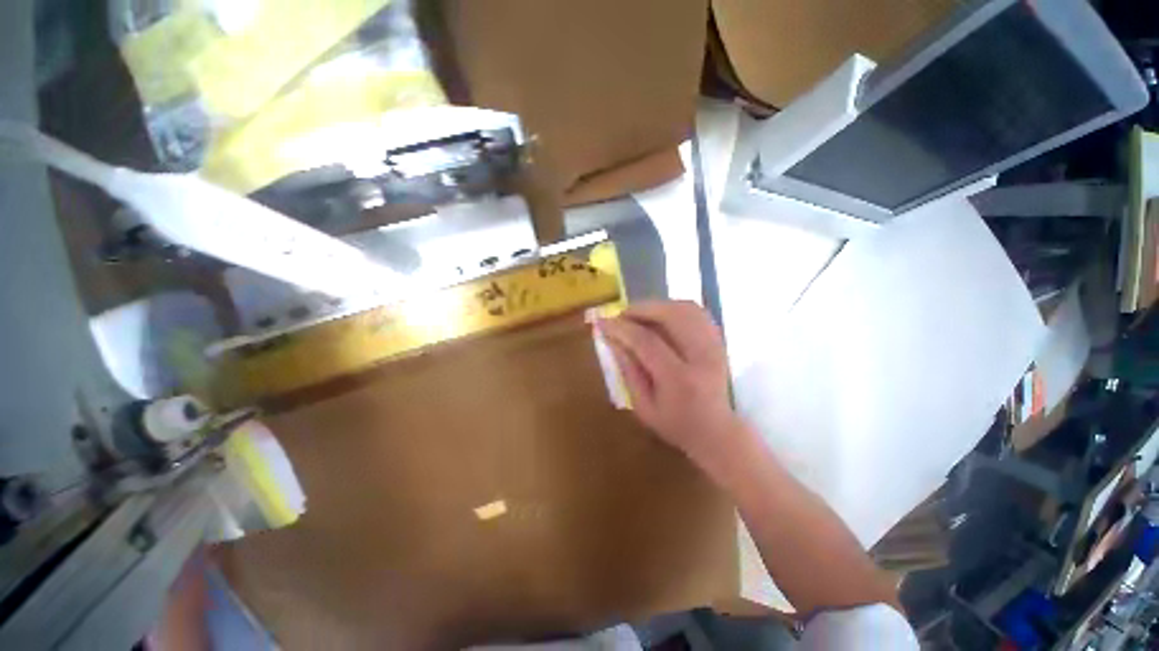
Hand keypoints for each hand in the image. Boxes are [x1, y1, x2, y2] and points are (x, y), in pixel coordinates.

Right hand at [596, 300, 738, 461]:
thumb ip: (627, 371)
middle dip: (640, 309)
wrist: (717, 432)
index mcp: (679, 379)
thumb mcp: (643, 407)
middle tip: (620, 315)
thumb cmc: (676, 425)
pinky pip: (696, 312)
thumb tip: (612, 340)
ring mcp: (715, 345)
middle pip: (671, 315)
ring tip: (638, 315)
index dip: (621, 328)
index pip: (647, 341)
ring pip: (685, 308)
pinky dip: (673, 308)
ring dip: (657, 306)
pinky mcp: (719, 341)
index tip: (601, 322)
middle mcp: (702, 356)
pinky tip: (660, 317)